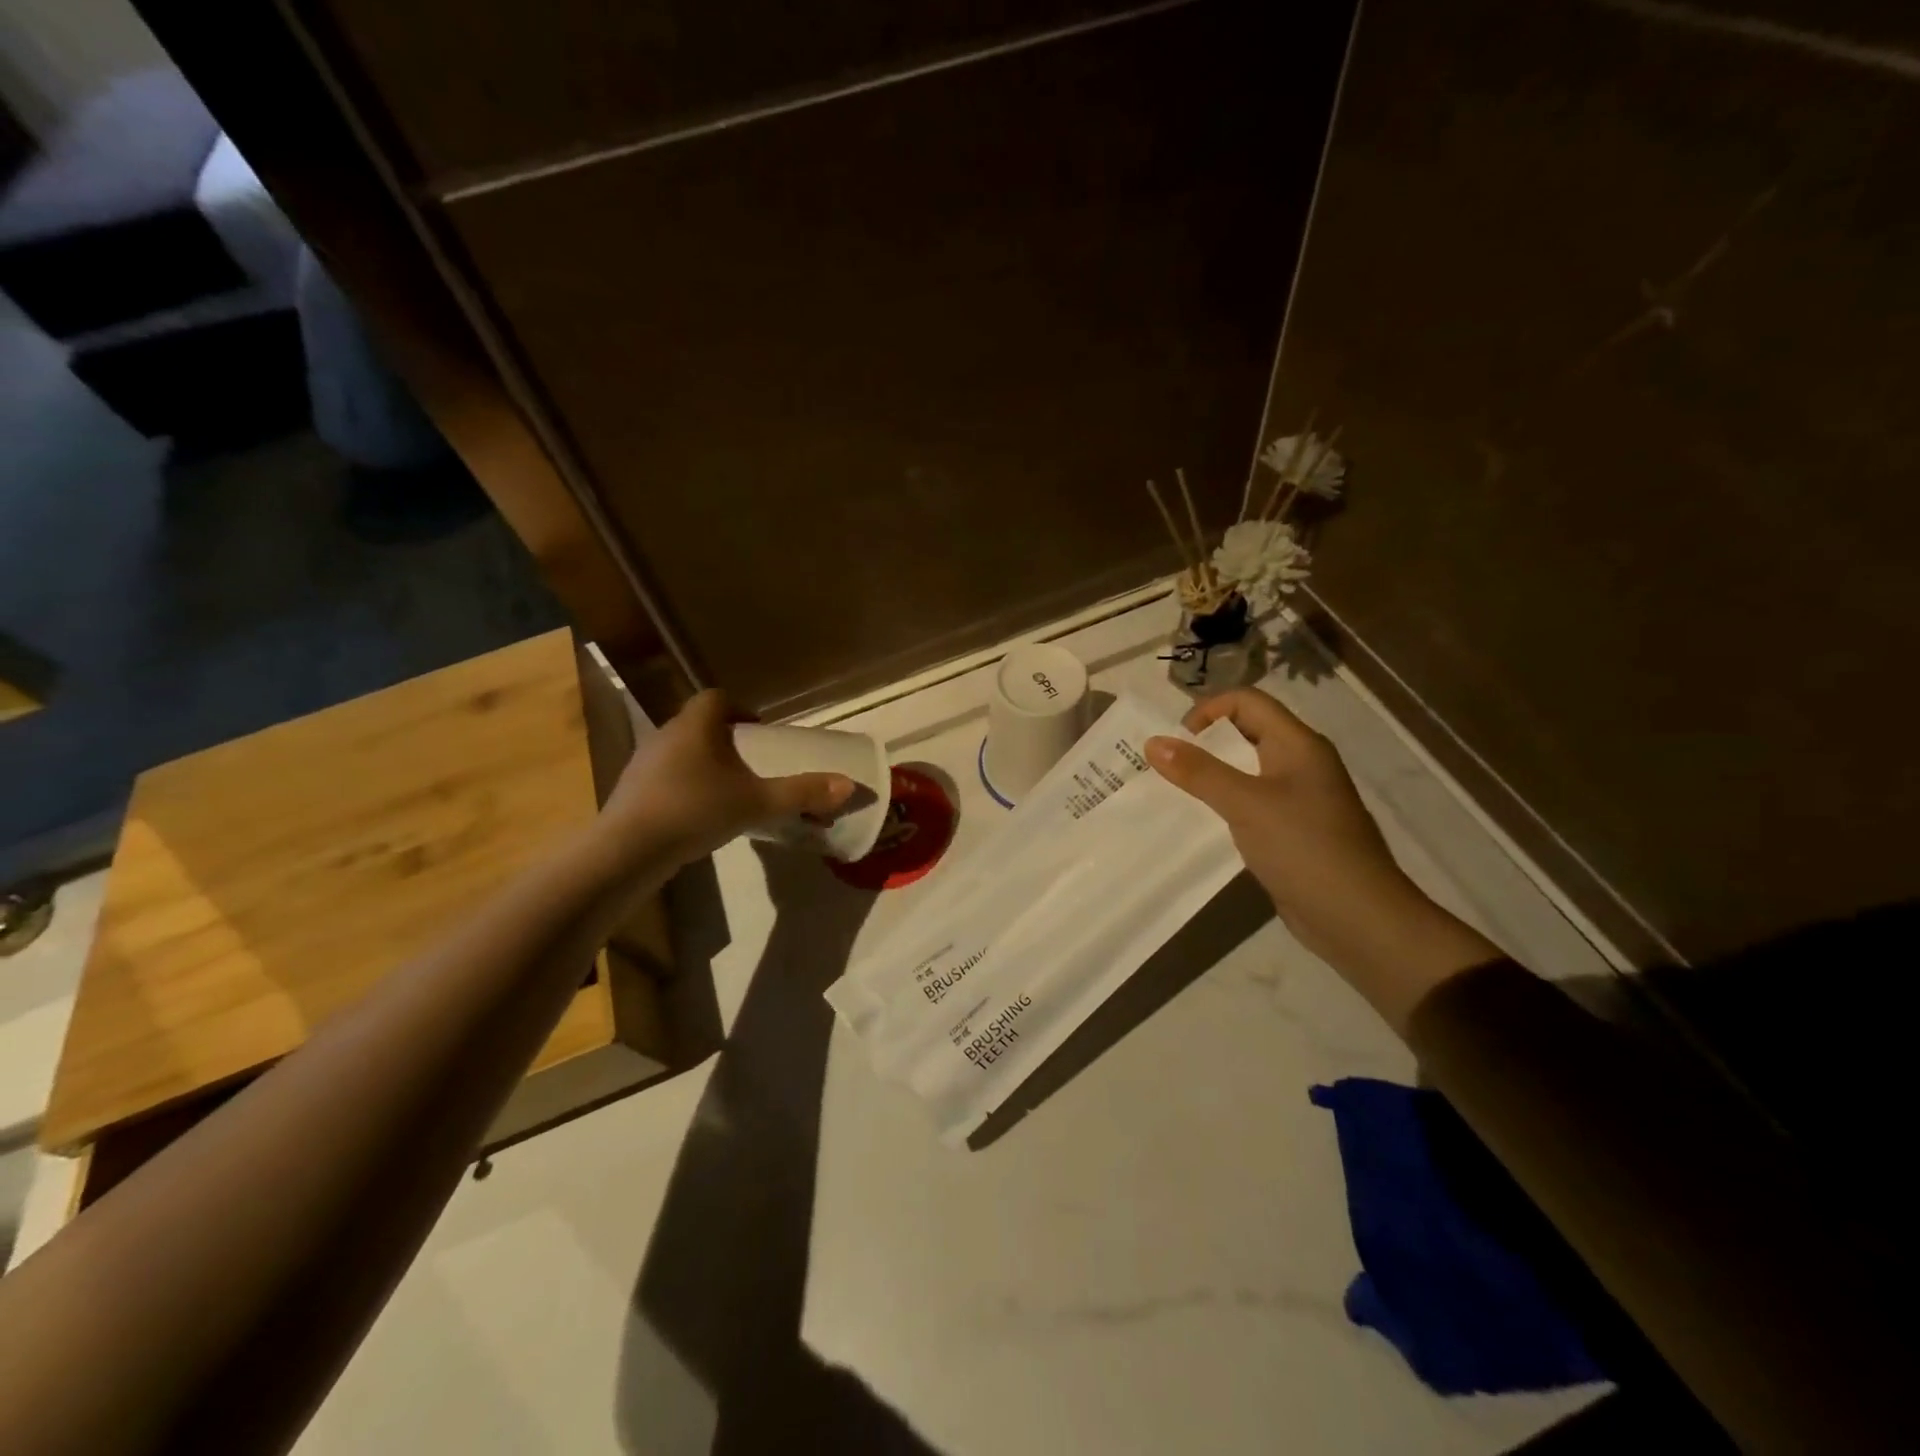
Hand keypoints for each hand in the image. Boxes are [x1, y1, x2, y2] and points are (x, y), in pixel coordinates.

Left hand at [602, 690, 854, 865]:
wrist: (628, 850)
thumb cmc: (696, 810)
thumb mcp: (757, 802)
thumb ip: (801, 793)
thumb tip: (848, 786)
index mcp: (696, 725)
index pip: (717, 698)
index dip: (741, 709)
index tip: (760, 732)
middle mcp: (666, 734)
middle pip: (701, 725)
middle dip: (727, 741)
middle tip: (752, 765)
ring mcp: (644, 763)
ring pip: (682, 752)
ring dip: (706, 765)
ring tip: (729, 792)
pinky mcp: (632, 791)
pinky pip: (666, 777)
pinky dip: (686, 787)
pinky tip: (700, 815)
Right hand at [1146, 689, 1499, 1032]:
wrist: (1357, 917)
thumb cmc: (1304, 847)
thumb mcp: (1246, 804)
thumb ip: (1199, 772)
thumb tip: (1153, 742)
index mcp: (1298, 744)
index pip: (1248, 702)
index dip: (1209, 711)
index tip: (1176, 741)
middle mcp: (1299, 764)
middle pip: (1245, 734)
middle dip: (1203, 744)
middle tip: (1165, 767)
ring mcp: (1297, 799)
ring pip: (1244, 772)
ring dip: (1209, 776)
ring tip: (1172, 793)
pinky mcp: (1290, 831)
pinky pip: (1248, 804)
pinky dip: (1221, 806)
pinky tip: (1198, 823)